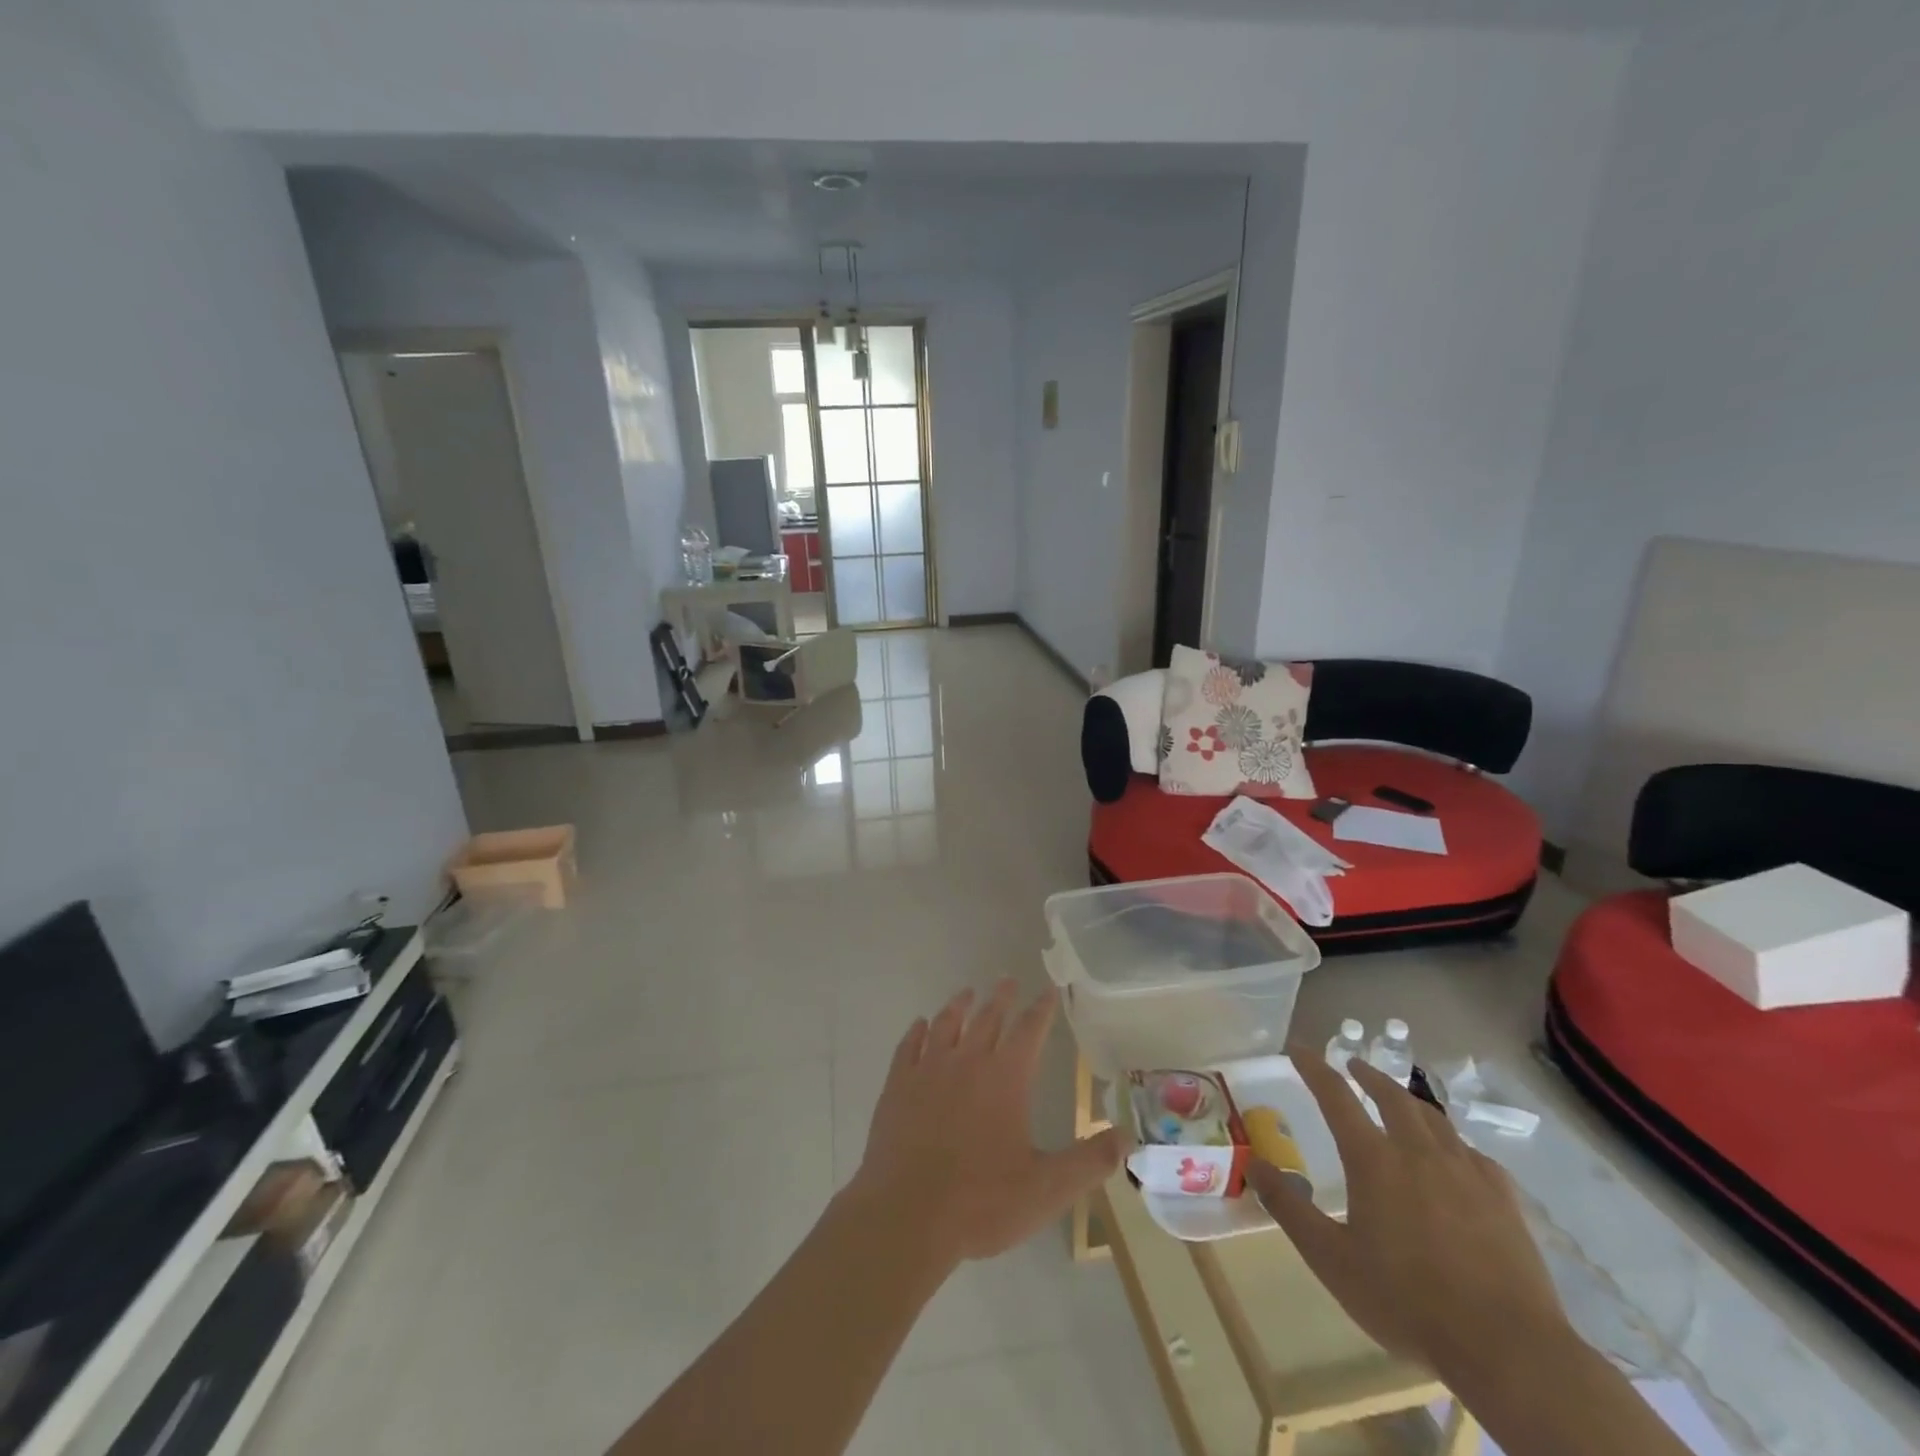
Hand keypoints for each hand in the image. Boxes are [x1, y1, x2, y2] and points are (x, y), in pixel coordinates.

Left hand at [848, 979, 1125, 1266]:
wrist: (907, 1215)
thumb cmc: (982, 1202)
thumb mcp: (1047, 1189)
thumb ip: (1090, 1160)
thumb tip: (1129, 1135)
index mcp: (1006, 1078)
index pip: (1029, 1030)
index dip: (1041, 1009)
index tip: (1049, 990)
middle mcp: (967, 1061)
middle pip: (987, 1018)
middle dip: (1001, 998)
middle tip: (1007, 980)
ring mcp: (928, 1070)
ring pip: (946, 1024)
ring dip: (958, 1006)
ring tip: (966, 993)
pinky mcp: (897, 1085)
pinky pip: (909, 1046)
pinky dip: (916, 1031)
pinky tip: (919, 1025)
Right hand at [1248, 1053, 1573, 1384]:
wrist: (1507, 1349)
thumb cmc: (1406, 1301)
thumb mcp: (1330, 1259)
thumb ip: (1289, 1208)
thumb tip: (1254, 1164)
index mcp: (1373, 1159)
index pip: (1336, 1096)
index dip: (1314, 1068)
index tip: (1299, 1049)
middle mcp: (1418, 1152)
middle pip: (1391, 1096)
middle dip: (1369, 1075)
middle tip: (1354, 1066)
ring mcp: (1466, 1172)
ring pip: (1434, 1118)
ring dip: (1409, 1101)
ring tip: (1400, 1101)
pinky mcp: (1503, 1199)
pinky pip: (1473, 1153)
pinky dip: (1453, 1142)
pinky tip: (1455, 1155)